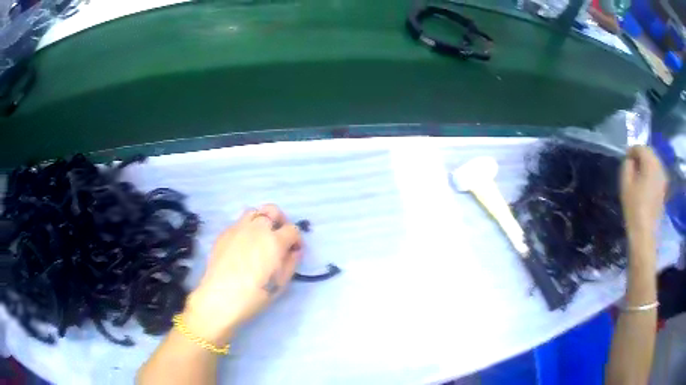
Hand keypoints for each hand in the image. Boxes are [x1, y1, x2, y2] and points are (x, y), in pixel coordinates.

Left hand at [183, 204, 302, 343]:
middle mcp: (257, 228)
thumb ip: (291, 262)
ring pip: (254, 212)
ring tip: (260, 237)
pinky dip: (245, 229)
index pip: (292, 229)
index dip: (296, 239)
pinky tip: (243, 246)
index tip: (294, 250)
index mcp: (274, 241)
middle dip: (281, 220)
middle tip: (280, 236)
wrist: (221, 297)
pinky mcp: (224, 233)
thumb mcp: (281, 283)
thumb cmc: (255, 294)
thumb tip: (294, 250)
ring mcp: (238, 228)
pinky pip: (238, 223)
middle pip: (273, 210)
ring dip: (261, 221)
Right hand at [620, 146, 666, 248]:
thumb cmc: (634, 208)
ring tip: (639, 176)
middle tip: (632, 167)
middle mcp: (659, 166)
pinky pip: (657, 174)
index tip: (626, 161)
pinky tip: (646, 184)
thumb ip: (627, 166)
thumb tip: (630, 160)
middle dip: (641, 156)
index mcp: (650, 162)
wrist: (645, 233)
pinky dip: (651, 174)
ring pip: (654, 163)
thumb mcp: (625, 184)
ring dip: (647, 165)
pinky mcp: (664, 189)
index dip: (631, 151)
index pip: (640, 147)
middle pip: (649, 153)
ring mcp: (663, 178)